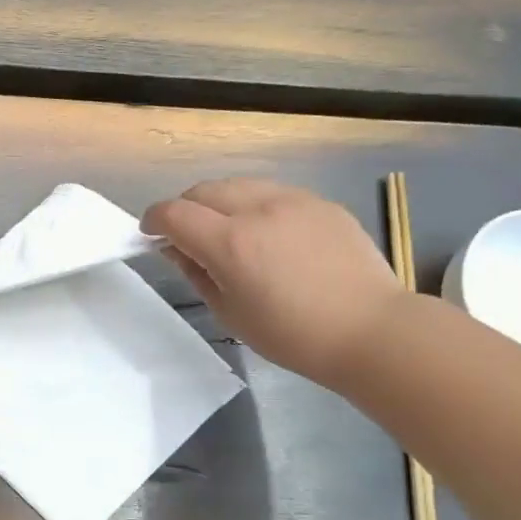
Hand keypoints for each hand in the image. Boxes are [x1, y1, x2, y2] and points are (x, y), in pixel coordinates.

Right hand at [141, 179, 409, 388]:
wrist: (371, 330)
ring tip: (225, 229)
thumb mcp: (231, 313)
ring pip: (238, 184)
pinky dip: (254, 204)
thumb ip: (197, 273)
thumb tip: (176, 249)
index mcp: (230, 243)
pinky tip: (266, 233)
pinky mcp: (320, 202)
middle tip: (186, 234)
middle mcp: (258, 209)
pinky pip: (272, 192)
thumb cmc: (293, 335)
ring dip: (219, 201)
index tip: (150, 233)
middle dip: (184, 207)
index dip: (153, 219)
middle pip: (203, 189)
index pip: (174, 213)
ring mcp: (293, 200)